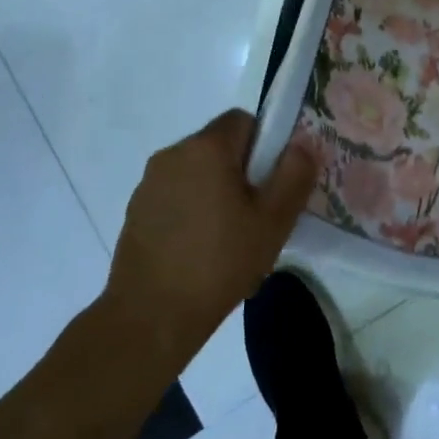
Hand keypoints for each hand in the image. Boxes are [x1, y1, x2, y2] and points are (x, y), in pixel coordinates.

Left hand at [100, 111, 314, 369]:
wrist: (150, 318)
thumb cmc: (219, 262)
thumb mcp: (273, 221)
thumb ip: (294, 175)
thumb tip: (302, 145)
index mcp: (205, 148)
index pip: (243, 120)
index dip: (265, 145)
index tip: (272, 183)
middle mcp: (172, 154)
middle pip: (219, 147)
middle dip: (242, 172)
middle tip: (257, 215)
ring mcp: (149, 184)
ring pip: (197, 173)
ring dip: (216, 192)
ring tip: (229, 239)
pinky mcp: (135, 212)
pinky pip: (176, 196)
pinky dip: (192, 211)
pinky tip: (201, 251)